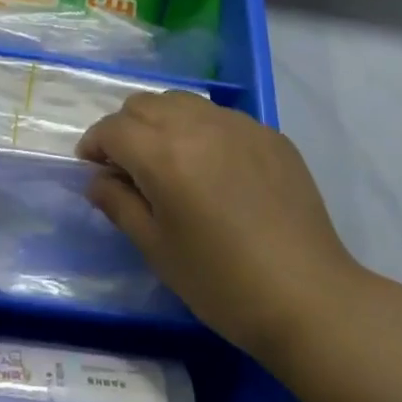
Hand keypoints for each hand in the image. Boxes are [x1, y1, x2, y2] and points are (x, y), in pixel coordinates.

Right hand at [77, 90, 360, 365]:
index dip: (94, 145)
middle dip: (125, 128)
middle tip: (128, 167)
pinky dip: (202, 130)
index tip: (92, 168)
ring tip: (169, 160)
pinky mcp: (268, 134)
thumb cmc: (222, 283)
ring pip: (181, 102)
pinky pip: (220, 116)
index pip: (112, 129)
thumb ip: (119, 204)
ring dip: (162, 121)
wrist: (310, 299)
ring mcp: (237, 124)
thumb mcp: (158, 249)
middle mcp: (197, 124)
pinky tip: (214, 168)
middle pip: (143, 104)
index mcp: (163, 153)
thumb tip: (97, 179)